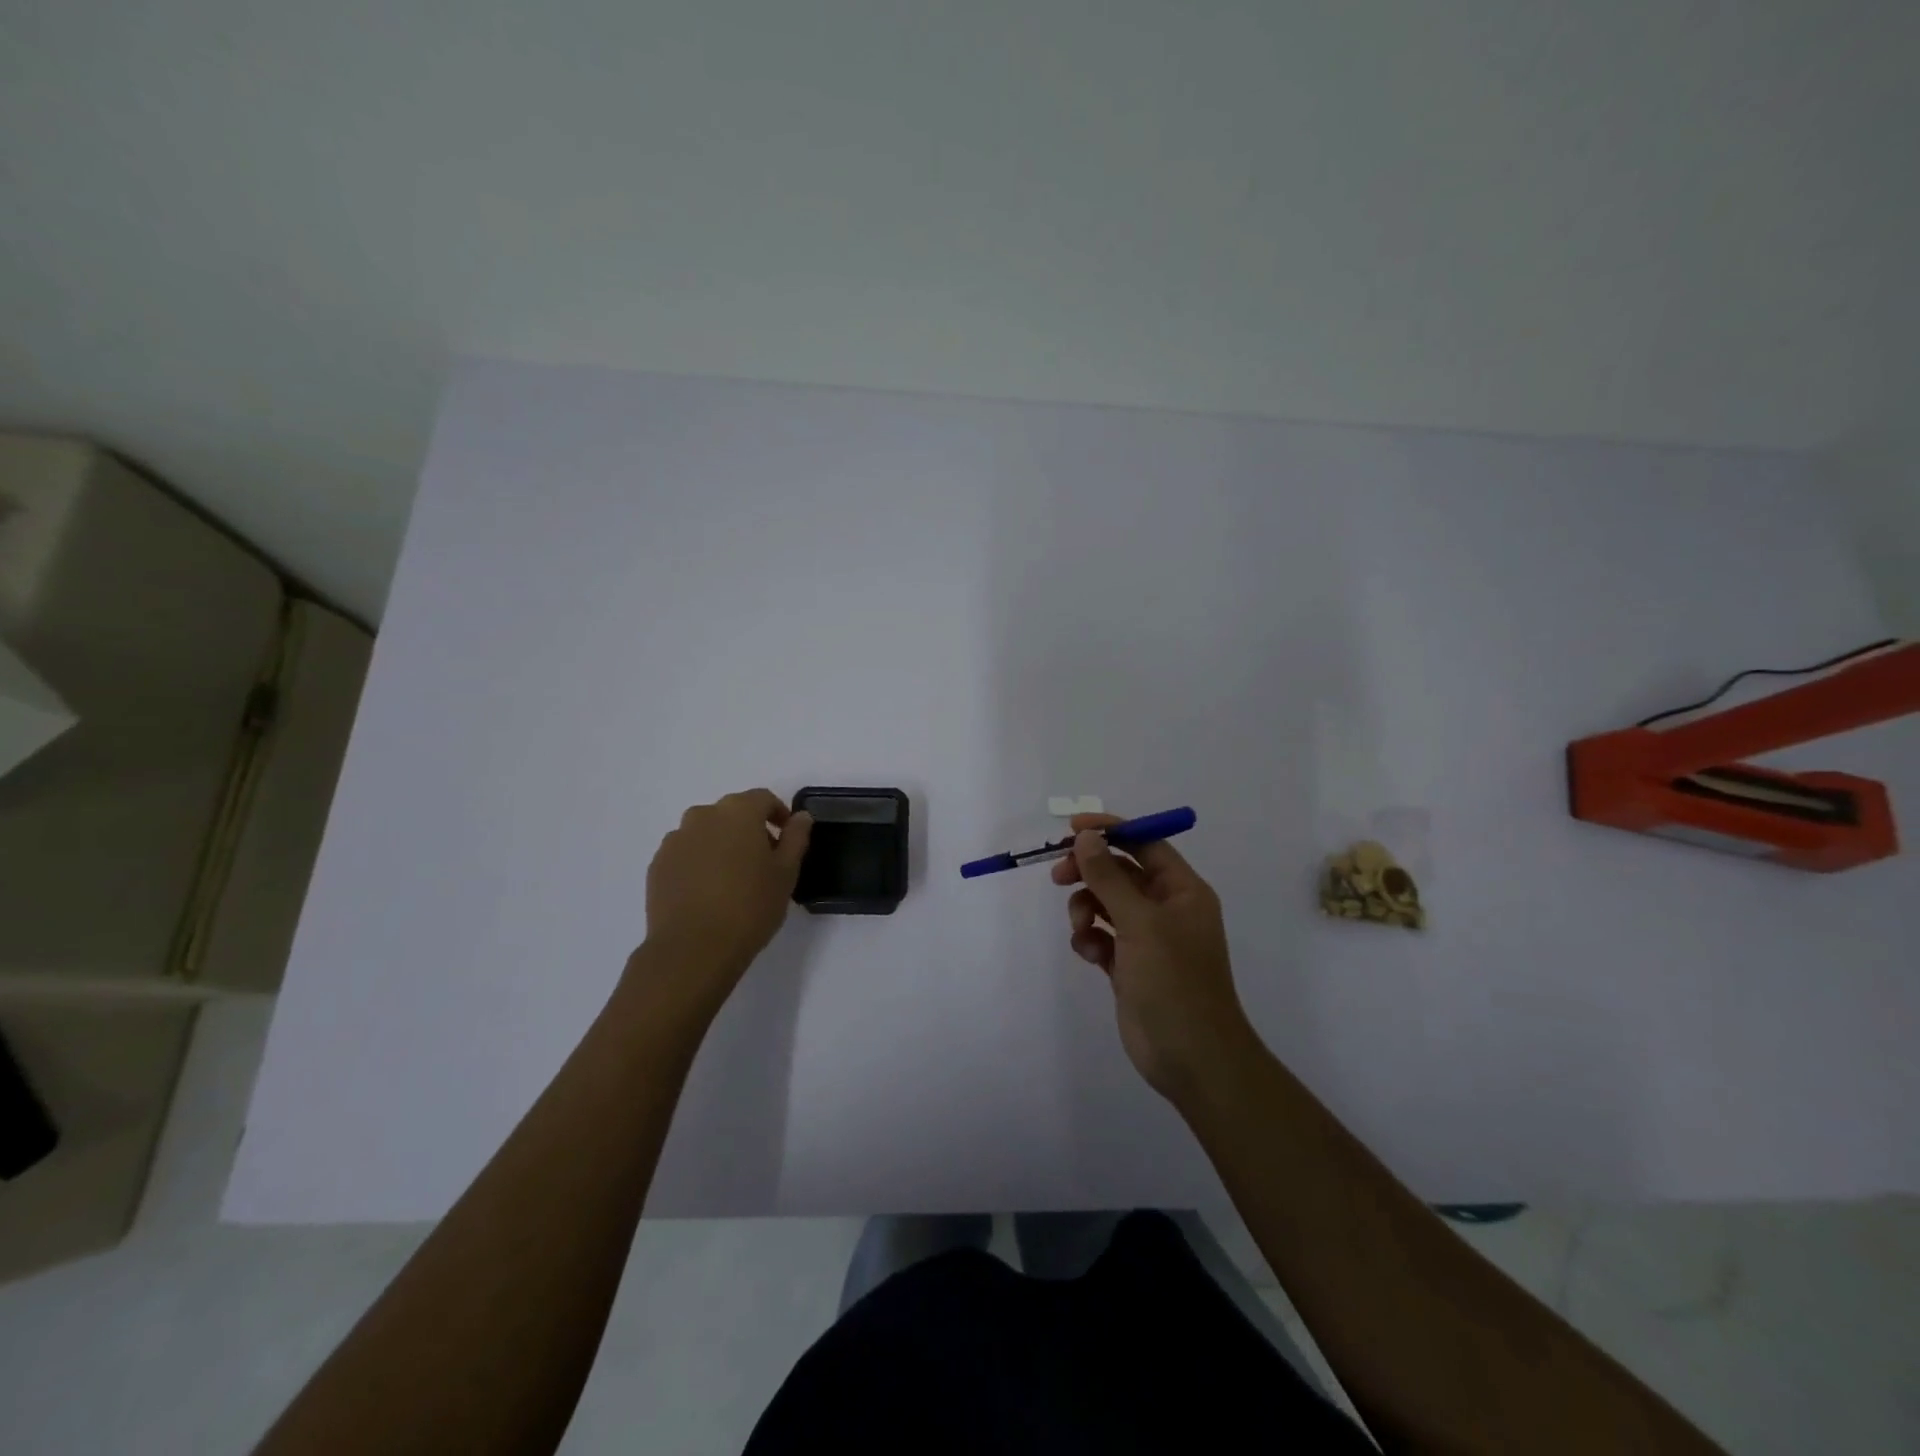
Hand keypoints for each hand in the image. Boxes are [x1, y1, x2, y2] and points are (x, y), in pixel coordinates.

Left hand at [641, 790, 811, 991]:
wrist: (693, 949)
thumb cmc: (750, 907)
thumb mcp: (786, 873)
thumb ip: (795, 838)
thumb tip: (801, 817)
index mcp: (738, 812)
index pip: (763, 799)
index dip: (779, 814)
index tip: (787, 837)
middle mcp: (703, 815)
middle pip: (732, 812)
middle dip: (749, 829)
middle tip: (763, 861)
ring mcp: (675, 839)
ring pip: (706, 832)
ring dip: (722, 844)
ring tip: (733, 878)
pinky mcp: (657, 864)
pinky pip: (685, 852)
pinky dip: (699, 861)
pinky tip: (707, 891)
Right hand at [1051, 813, 1255, 1099]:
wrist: (1191, 1057)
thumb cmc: (1174, 981)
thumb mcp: (1140, 922)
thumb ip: (1109, 877)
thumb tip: (1086, 837)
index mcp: (1182, 890)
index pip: (1145, 843)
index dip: (1110, 831)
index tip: (1072, 829)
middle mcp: (1167, 908)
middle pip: (1120, 871)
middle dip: (1089, 871)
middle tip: (1057, 876)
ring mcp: (1148, 938)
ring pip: (1105, 903)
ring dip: (1086, 908)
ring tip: (1081, 929)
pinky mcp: (1129, 964)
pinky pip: (1101, 935)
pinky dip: (1090, 938)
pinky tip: (1090, 954)